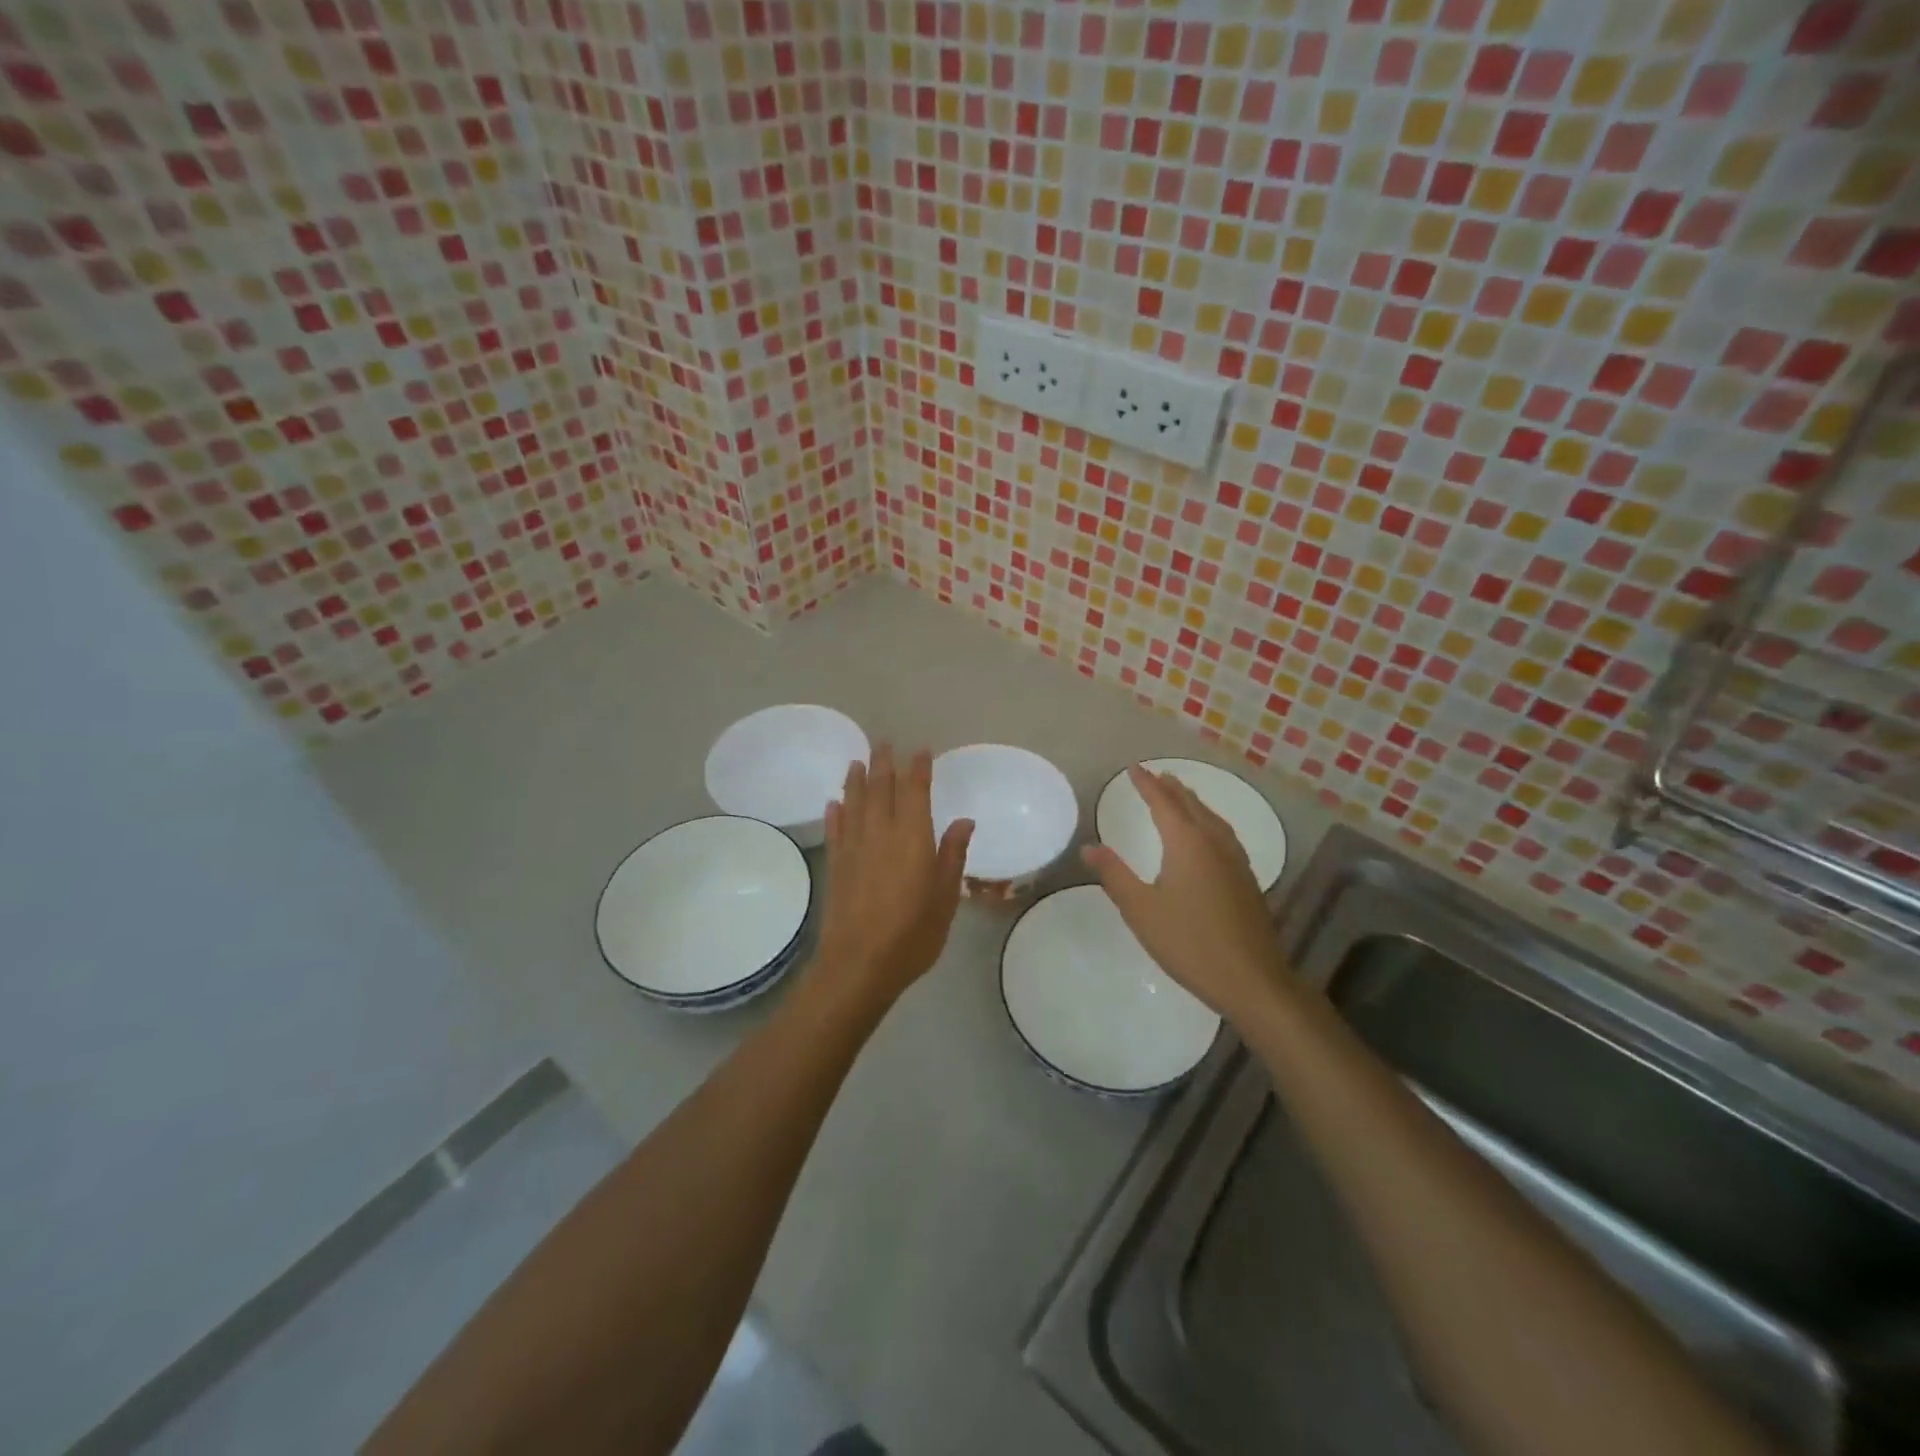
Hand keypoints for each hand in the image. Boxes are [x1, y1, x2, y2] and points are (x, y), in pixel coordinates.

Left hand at [812, 744, 973, 1010]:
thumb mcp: (946, 897)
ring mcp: (854, 847)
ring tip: (857, 762)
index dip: (918, 768)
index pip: (915, 791)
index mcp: (913, 836)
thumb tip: (964, 820)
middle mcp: (880, 832)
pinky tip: (834, 803)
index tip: (921, 750)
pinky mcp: (836, 864)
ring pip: (854, 803)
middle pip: (880, 788)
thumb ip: (953, 855)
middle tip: (883, 743)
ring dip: (856, 780)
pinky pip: (835, 829)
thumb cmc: (913, 932)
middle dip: (883, 763)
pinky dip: (835, 813)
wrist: (860, 963)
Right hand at [1082, 766, 1282, 1025]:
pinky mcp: (1247, 880)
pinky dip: (1209, 821)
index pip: (1163, 803)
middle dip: (1171, 788)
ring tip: (1181, 796)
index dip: (1147, 784)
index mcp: (1187, 844)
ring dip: (1193, 803)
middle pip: (1191, 805)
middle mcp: (1214, 843)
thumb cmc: (1189, 943)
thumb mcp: (1141, 910)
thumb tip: (1088, 846)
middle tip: (1156, 775)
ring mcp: (1236, 861)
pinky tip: (1209, 836)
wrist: (1251, 980)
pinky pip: (1224, 834)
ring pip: (1212, 819)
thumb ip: (1114, 875)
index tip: (1134, 769)